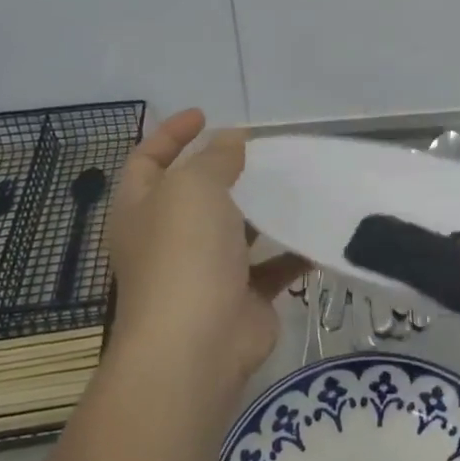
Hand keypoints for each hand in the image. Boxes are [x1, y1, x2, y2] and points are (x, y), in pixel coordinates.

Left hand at [102, 109, 306, 399]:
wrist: (197, 345)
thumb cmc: (184, 254)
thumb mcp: (195, 187)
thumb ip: (215, 158)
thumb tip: (230, 140)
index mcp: (142, 209)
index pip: (148, 160)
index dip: (171, 134)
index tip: (205, 114)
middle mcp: (168, 238)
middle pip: (195, 194)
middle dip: (226, 170)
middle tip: (264, 149)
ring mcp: (204, 271)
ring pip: (236, 231)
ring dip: (263, 209)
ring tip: (298, 182)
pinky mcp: (241, 298)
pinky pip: (270, 267)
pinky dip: (293, 251)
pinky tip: (318, 231)